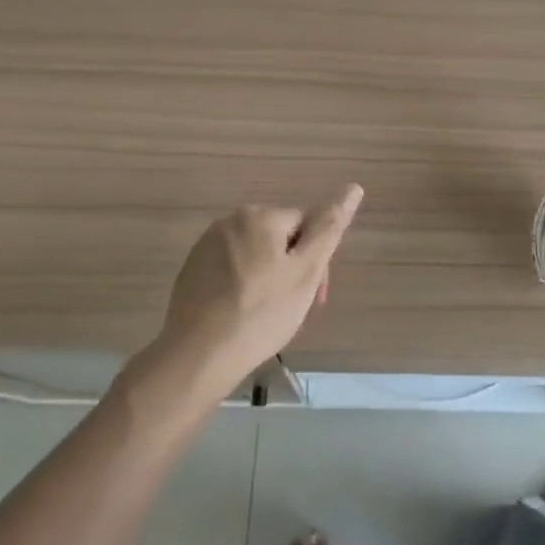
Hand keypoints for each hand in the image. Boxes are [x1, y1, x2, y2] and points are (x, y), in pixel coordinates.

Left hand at [158, 184, 364, 388]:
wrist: (198, 355)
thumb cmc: (261, 313)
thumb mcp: (306, 272)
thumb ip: (329, 228)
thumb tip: (353, 188)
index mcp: (260, 215)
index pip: (306, 226)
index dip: (317, 262)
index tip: (314, 297)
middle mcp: (230, 220)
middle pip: (279, 239)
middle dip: (292, 270)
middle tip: (293, 309)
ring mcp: (206, 246)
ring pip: (254, 256)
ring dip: (268, 278)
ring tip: (267, 317)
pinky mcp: (191, 270)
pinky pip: (230, 271)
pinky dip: (241, 288)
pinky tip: (242, 316)